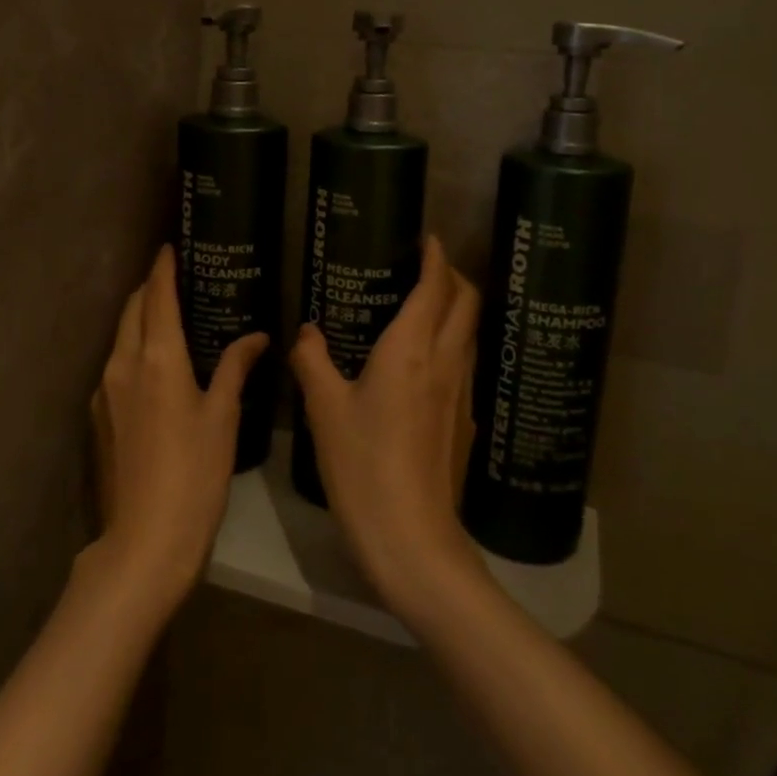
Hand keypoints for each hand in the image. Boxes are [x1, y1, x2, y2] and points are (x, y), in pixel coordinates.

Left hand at [91, 246, 266, 613]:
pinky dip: (134, 347)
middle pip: (133, 309)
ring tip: (169, 315)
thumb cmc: (195, 473)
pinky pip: (116, 363)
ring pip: (121, 336)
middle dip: (151, 287)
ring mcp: (105, 390)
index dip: (164, 267)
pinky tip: (156, 363)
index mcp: (157, 357)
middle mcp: (123, 363)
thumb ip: (235, 367)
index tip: (170, 246)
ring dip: (141, 317)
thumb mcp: (223, 417)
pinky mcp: (99, 415)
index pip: (158, 295)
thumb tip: (256, 337)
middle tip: (176, 277)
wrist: (145, 539)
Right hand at [290, 235, 484, 623]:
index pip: (436, 286)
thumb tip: (305, 331)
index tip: (427, 238)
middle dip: (454, 275)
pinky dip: (452, 345)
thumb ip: (312, 360)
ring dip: (457, 309)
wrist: (413, 538)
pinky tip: (424, 364)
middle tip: (426, 267)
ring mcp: (463, 394)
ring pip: (471, 334)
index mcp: (412, 350)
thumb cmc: (364, 465)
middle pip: (467, 303)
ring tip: (424, 306)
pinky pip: (465, 365)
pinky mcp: (466, 423)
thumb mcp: (325, 409)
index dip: (436, 256)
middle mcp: (446, 362)